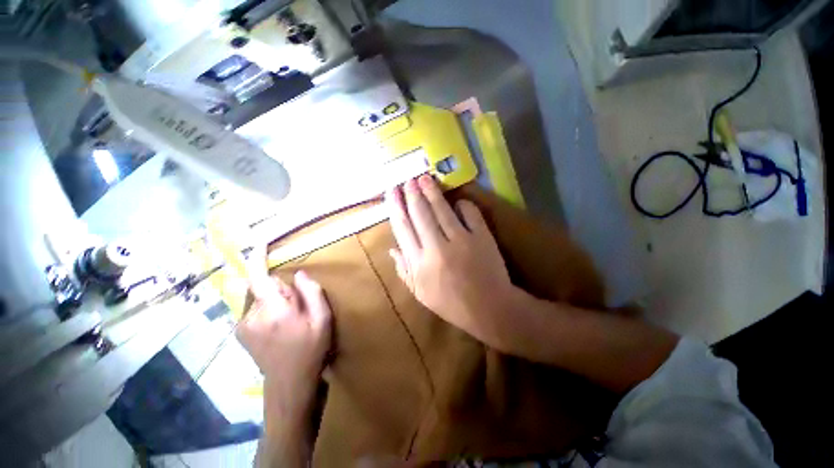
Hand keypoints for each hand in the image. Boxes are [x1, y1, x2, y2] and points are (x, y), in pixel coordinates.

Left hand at [237, 264, 331, 399]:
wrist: (289, 383)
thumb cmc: (311, 350)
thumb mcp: (322, 320)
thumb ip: (312, 293)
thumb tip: (300, 274)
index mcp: (274, 312)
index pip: (260, 279)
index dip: (258, 259)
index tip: (258, 241)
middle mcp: (252, 316)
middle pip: (263, 286)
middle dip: (281, 289)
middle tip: (298, 306)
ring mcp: (243, 325)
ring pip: (259, 297)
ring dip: (274, 299)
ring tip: (290, 318)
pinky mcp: (241, 332)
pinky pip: (254, 307)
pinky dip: (267, 308)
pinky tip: (279, 325)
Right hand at [387, 175, 517, 346]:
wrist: (490, 308)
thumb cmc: (452, 303)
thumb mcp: (421, 293)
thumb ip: (404, 270)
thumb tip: (392, 248)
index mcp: (419, 263)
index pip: (403, 228)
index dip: (396, 207)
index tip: (392, 192)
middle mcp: (436, 248)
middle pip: (419, 214)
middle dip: (411, 194)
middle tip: (407, 179)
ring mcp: (461, 240)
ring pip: (441, 209)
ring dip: (431, 191)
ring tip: (424, 178)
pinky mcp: (482, 237)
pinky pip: (469, 213)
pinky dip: (463, 204)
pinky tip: (457, 201)